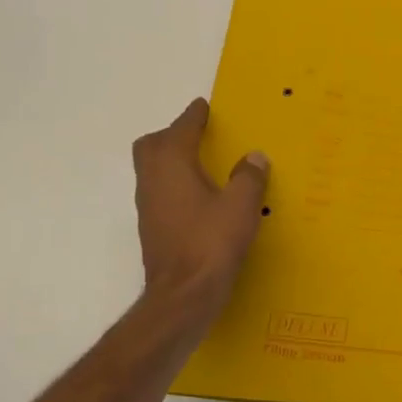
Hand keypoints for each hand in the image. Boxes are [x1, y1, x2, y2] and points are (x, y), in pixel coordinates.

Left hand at [132, 99, 269, 320]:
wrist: (183, 294)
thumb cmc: (212, 243)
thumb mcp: (242, 206)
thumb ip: (249, 177)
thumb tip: (254, 157)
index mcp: (172, 165)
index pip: (180, 129)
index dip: (193, 116)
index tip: (203, 106)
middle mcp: (152, 180)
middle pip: (152, 146)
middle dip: (172, 135)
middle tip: (198, 135)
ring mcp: (148, 206)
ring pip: (153, 170)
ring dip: (172, 160)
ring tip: (201, 164)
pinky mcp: (153, 228)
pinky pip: (160, 192)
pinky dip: (175, 184)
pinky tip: (198, 197)